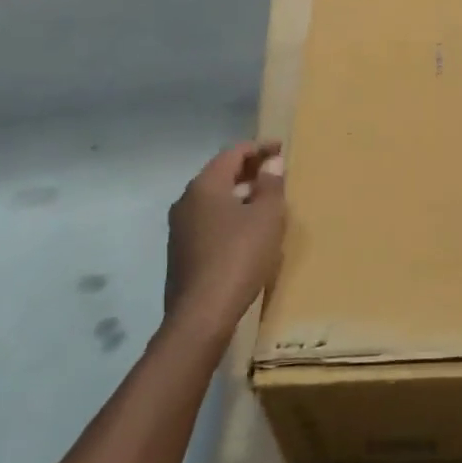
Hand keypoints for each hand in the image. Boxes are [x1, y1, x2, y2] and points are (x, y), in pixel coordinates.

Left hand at [166, 142, 285, 332]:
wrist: (201, 315)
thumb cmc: (239, 256)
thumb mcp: (266, 217)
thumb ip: (271, 185)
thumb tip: (271, 162)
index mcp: (205, 186)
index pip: (233, 153)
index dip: (259, 147)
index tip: (281, 148)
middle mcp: (186, 201)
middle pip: (220, 174)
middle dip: (249, 170)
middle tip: (276, 172)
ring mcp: (180, 228)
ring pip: (214, 199)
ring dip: (240, 194)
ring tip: (266, 201)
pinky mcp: (182, 252)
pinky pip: (209, 221)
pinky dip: (230, 215)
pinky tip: (248, 231)